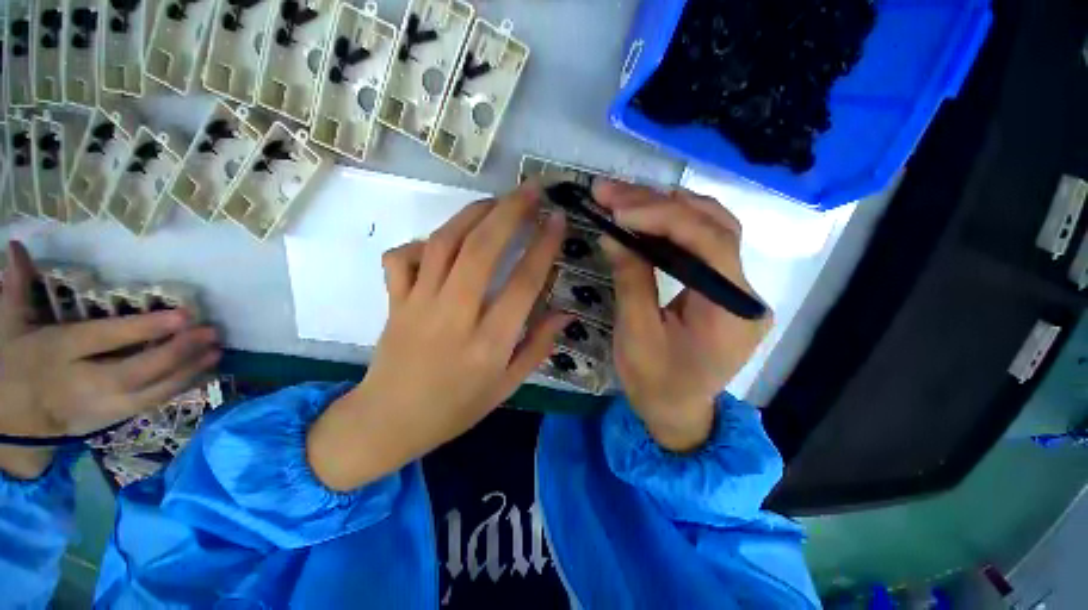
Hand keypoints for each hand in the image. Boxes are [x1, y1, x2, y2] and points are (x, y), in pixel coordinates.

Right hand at [0, 242, 220, 478]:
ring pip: (150, 392)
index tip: (183, 315)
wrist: (13, 420)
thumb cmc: (13, 364)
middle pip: (135, 370)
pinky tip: (205, 372)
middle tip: (211, 332)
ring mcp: (103, 405)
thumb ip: (17, 289)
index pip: (104, 339)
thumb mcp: (8, 326)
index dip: (143, 328)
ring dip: (188, 371)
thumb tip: (16, 246)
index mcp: (58, 353)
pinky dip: (181, 388)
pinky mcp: (115, 417)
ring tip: (217, 351)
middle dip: (176, 352)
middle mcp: (84, 382)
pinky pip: (152, 404)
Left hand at [308, 183, 569, 490]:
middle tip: (531, 190)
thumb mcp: (507, 386)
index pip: (523, 284)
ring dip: (473, 214)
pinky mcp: (394, 301)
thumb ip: (538, 347)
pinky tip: (444, 239)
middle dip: (509, 213)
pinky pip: (403, 258)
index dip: (543, 247)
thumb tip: (565, 313)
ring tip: (497, 200)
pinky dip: (423, 241)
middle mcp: (454, 317)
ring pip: (444, 244)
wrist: (388, 422)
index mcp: (488, 344)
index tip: (557, 220)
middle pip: (481, 251)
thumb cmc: (456, 409)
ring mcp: (418, 305)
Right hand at [593, 180, 771, 451]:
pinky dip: (672, 226)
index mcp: (731, 312)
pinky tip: (645, 218)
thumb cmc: (654, 383)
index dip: (663, 217)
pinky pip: (702, 245)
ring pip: (711, 228)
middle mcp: (746, 294)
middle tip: (612, 193)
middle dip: (659, 204)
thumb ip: (631, 280)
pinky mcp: (723, 289)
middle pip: (713, 227)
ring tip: (625, 199)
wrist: (677, 413)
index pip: (709, 243)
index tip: (618, 210)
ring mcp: (738, 289)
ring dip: (666, 208)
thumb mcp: (636, 334)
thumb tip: (615, 234)